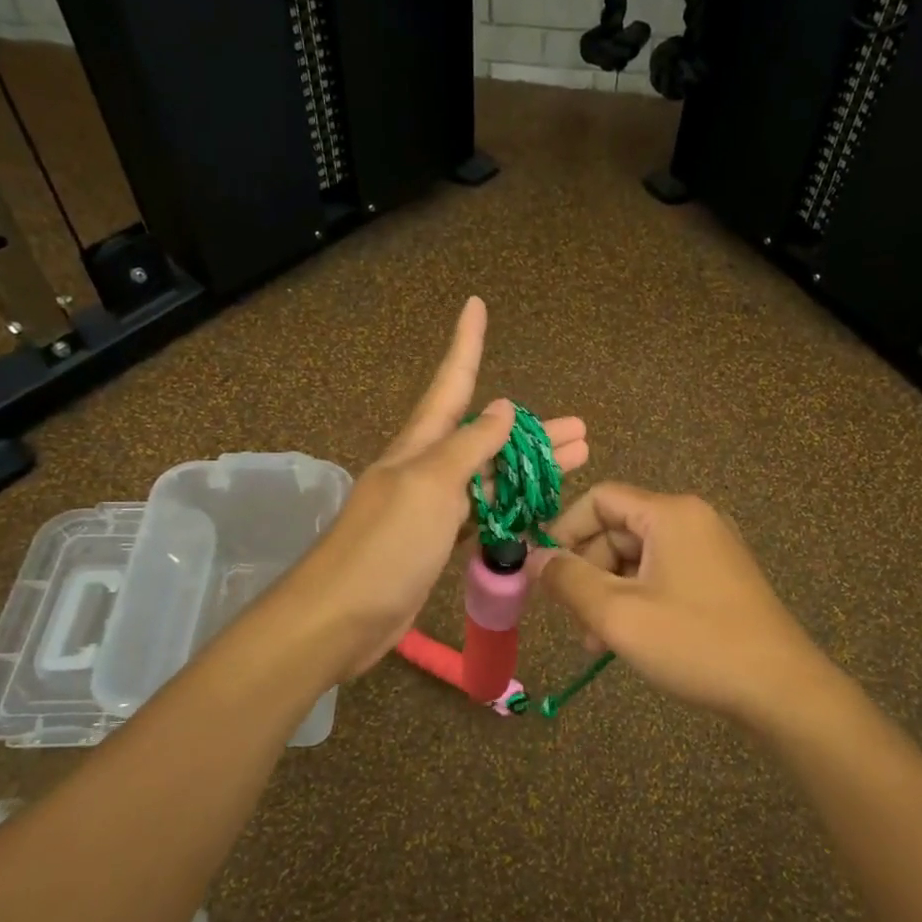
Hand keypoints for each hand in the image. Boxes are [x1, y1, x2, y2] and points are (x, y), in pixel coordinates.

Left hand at [287, 296, 586, 681]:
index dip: (466, 344)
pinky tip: (536, 506)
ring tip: (578, 461)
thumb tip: (501, 407)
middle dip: (529, 430)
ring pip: (490, 479)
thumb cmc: (386, 545)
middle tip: (580, 428)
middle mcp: (426, 469)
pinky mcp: (436, 545)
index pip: (451, 383)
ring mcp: (432, 509)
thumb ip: (468, 447)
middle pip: (485, 438)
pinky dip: (510, 507)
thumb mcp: (430, 485)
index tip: (476, 304)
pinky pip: (482, 515)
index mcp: (420, 445)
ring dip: (529, 468)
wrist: (341, 617)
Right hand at [530, 483, 830, 727]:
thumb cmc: (695, 643)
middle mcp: (692, 519)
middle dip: (587, 571)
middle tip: (573, 619)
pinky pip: (663, 575)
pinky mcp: (720, 578)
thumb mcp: (619, 614)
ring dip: (609, 592)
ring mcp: (710, 549)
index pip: (600, 499)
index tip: (543, 572)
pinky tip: (628, 640)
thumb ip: (568, 581)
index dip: (564, 530)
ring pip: (638, 557)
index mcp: (670, 514)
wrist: (781, 688)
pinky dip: (638, 599)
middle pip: (618, 529)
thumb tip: (533, 558)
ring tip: (596, 641)